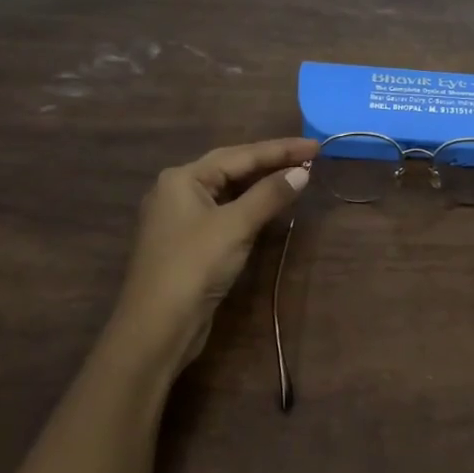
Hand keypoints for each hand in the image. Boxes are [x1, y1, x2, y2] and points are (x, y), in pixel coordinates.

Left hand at [110, 137, 317, 375]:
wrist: (157, 327)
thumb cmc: (194, 267)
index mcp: (182, 178)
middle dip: (271, 162)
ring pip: (229, 191)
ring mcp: (181, 218)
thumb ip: (269, 195)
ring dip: (262, 184)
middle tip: (310, 157)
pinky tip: (270, 206)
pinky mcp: (189, 243)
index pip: (240, 154)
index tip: (316, 145)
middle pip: (232, 168)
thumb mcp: (235, 226)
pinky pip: (226, 212)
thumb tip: (302, 172)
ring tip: (296, 175)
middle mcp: (178, 191)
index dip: (280, 149)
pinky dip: (250, 206)